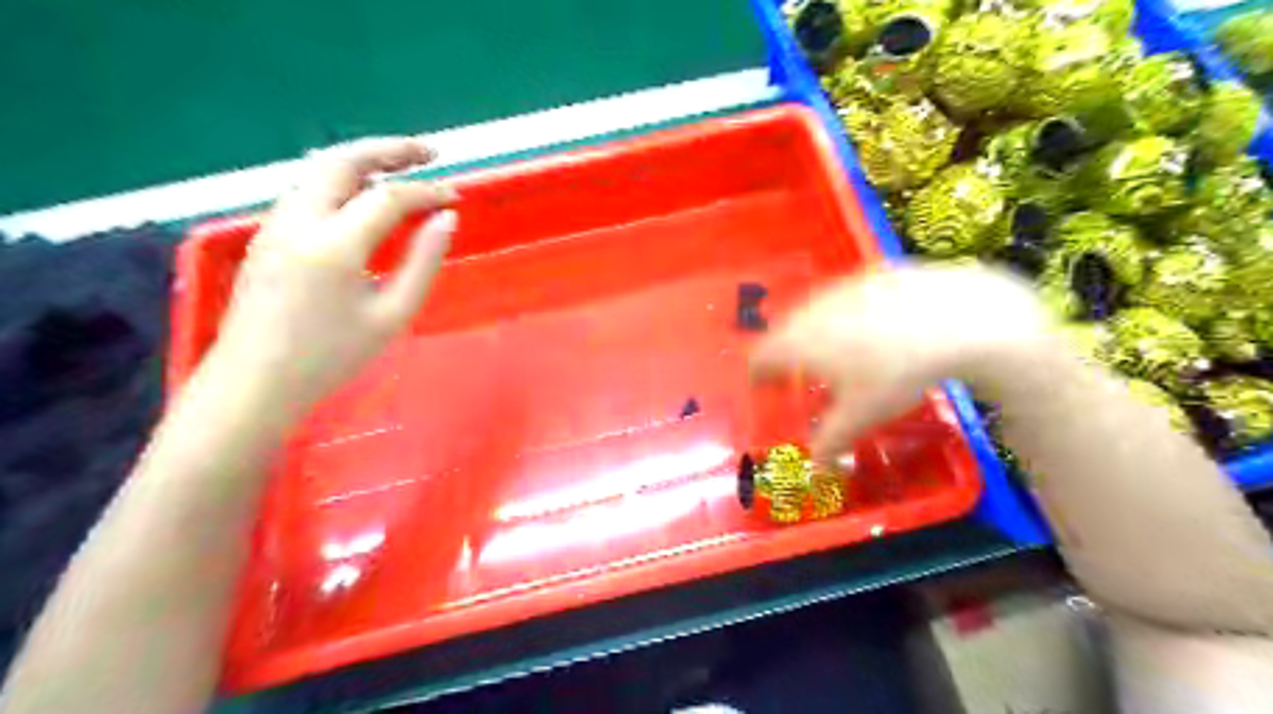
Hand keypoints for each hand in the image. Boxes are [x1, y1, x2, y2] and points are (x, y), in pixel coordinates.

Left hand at [210, 133, 463, 413]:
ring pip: (319, 170)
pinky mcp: (267, 234)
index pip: (388, 197)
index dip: (427, 192)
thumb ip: (423, 262)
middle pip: (343, 160)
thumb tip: (446, 219)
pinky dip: (342, 180)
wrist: (255, 382)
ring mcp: (276, 224)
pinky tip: (364, 197)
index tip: (456, 197)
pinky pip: (307, 190)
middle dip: (389, 149)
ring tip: (402, 168)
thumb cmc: (331, 357)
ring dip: (363, 160)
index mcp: (334, 245)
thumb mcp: (392, 315)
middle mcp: (299, 221)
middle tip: (430, 153)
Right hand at [748, 264, 1050, 465]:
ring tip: (835, 352)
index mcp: (797, 342)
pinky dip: (845, 315)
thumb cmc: (896, 372)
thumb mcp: (861, 415)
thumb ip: (830, 441)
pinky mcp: (872, 275)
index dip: (757, 374)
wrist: (958, 318)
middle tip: (798, 374)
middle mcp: (810, 310)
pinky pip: (844, 298)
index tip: (762, 387)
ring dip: (813, 332)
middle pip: (782, 331)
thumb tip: (817, 467)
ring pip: (813, 312)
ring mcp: (841, 288)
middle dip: (784, 354)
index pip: (760, 356)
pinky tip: (873, 328)